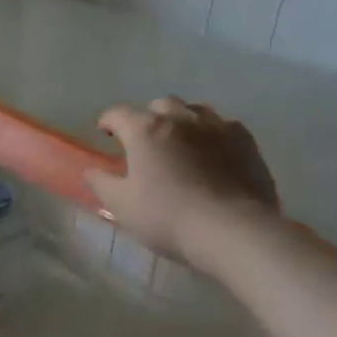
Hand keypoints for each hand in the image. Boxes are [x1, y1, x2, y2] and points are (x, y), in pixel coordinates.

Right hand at [86, 97, 279, 259]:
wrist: (233, 231)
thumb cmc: (167, 217)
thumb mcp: (121, 206)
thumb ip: (101, 183)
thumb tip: (90, 170)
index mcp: (145, 130)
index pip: (118, 113)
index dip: (108, 122)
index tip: (105, 134)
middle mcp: (181, 118)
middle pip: (159, 105)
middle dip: (148, 118)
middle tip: (145, 143)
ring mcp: (217, 126)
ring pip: (194, 111)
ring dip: (181, 122)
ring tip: (180, 145)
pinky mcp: (245, 141)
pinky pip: (223, 126)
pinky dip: (211, 135)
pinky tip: (212, 155)